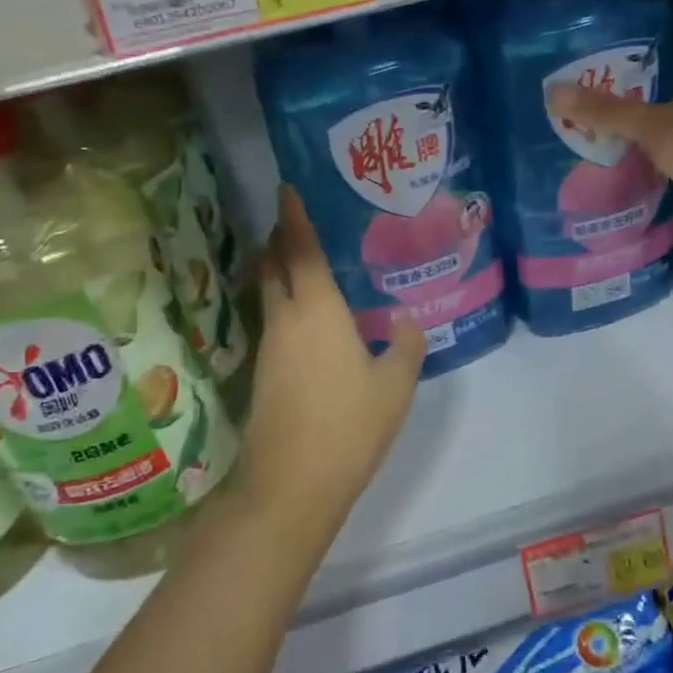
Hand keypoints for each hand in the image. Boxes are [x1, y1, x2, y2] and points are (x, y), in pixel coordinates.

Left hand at [240, 186, 424, 528]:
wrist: (291, 484)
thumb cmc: (348, 425)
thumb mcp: (395, 386)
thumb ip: (406, 346)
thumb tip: (407, 322)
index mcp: (316, 309)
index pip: (299, 248)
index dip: (292, 216)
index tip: (287, 188)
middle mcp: (286, 319)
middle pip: (274, 264)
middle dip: (280, 237)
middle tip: (297, 219)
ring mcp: (270, 346)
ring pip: (270, 292)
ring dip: (280, 268)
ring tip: (308, 259)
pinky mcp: (265, 372)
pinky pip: (275, 319)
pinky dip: (286, 301)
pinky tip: (310, 315)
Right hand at [548, 60, 672, 261]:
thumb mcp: (654, 125)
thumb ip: (605, 111)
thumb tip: (551, 91)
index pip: (655, 56)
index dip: (621, 53)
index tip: (581, 52)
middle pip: (643, 96)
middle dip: (607, 97)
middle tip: (560, 92)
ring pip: (642, 132)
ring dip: (612, 132)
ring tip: (562, 123)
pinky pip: (643, 162)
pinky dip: (621, 161)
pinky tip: (586, 159)